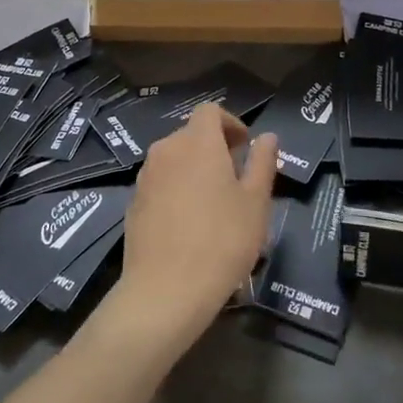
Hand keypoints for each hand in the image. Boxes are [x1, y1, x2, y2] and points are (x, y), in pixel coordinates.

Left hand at [107, 105, 275, 357]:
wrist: (165, 290)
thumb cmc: (222, 241)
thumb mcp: (256, 202)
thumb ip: (262, 162)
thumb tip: (267, 137)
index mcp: (197, 142)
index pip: (210, 111)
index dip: (230, 123)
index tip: (245, 148)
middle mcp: (166, 150)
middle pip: (191, 134)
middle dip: (215, 148)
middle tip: (236, 179)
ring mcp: (145, 177)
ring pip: (174, 160)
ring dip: (195, 169)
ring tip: (215, 204)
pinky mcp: (134, 203)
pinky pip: (160, 184)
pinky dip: (177, 190)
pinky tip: (189, 225)